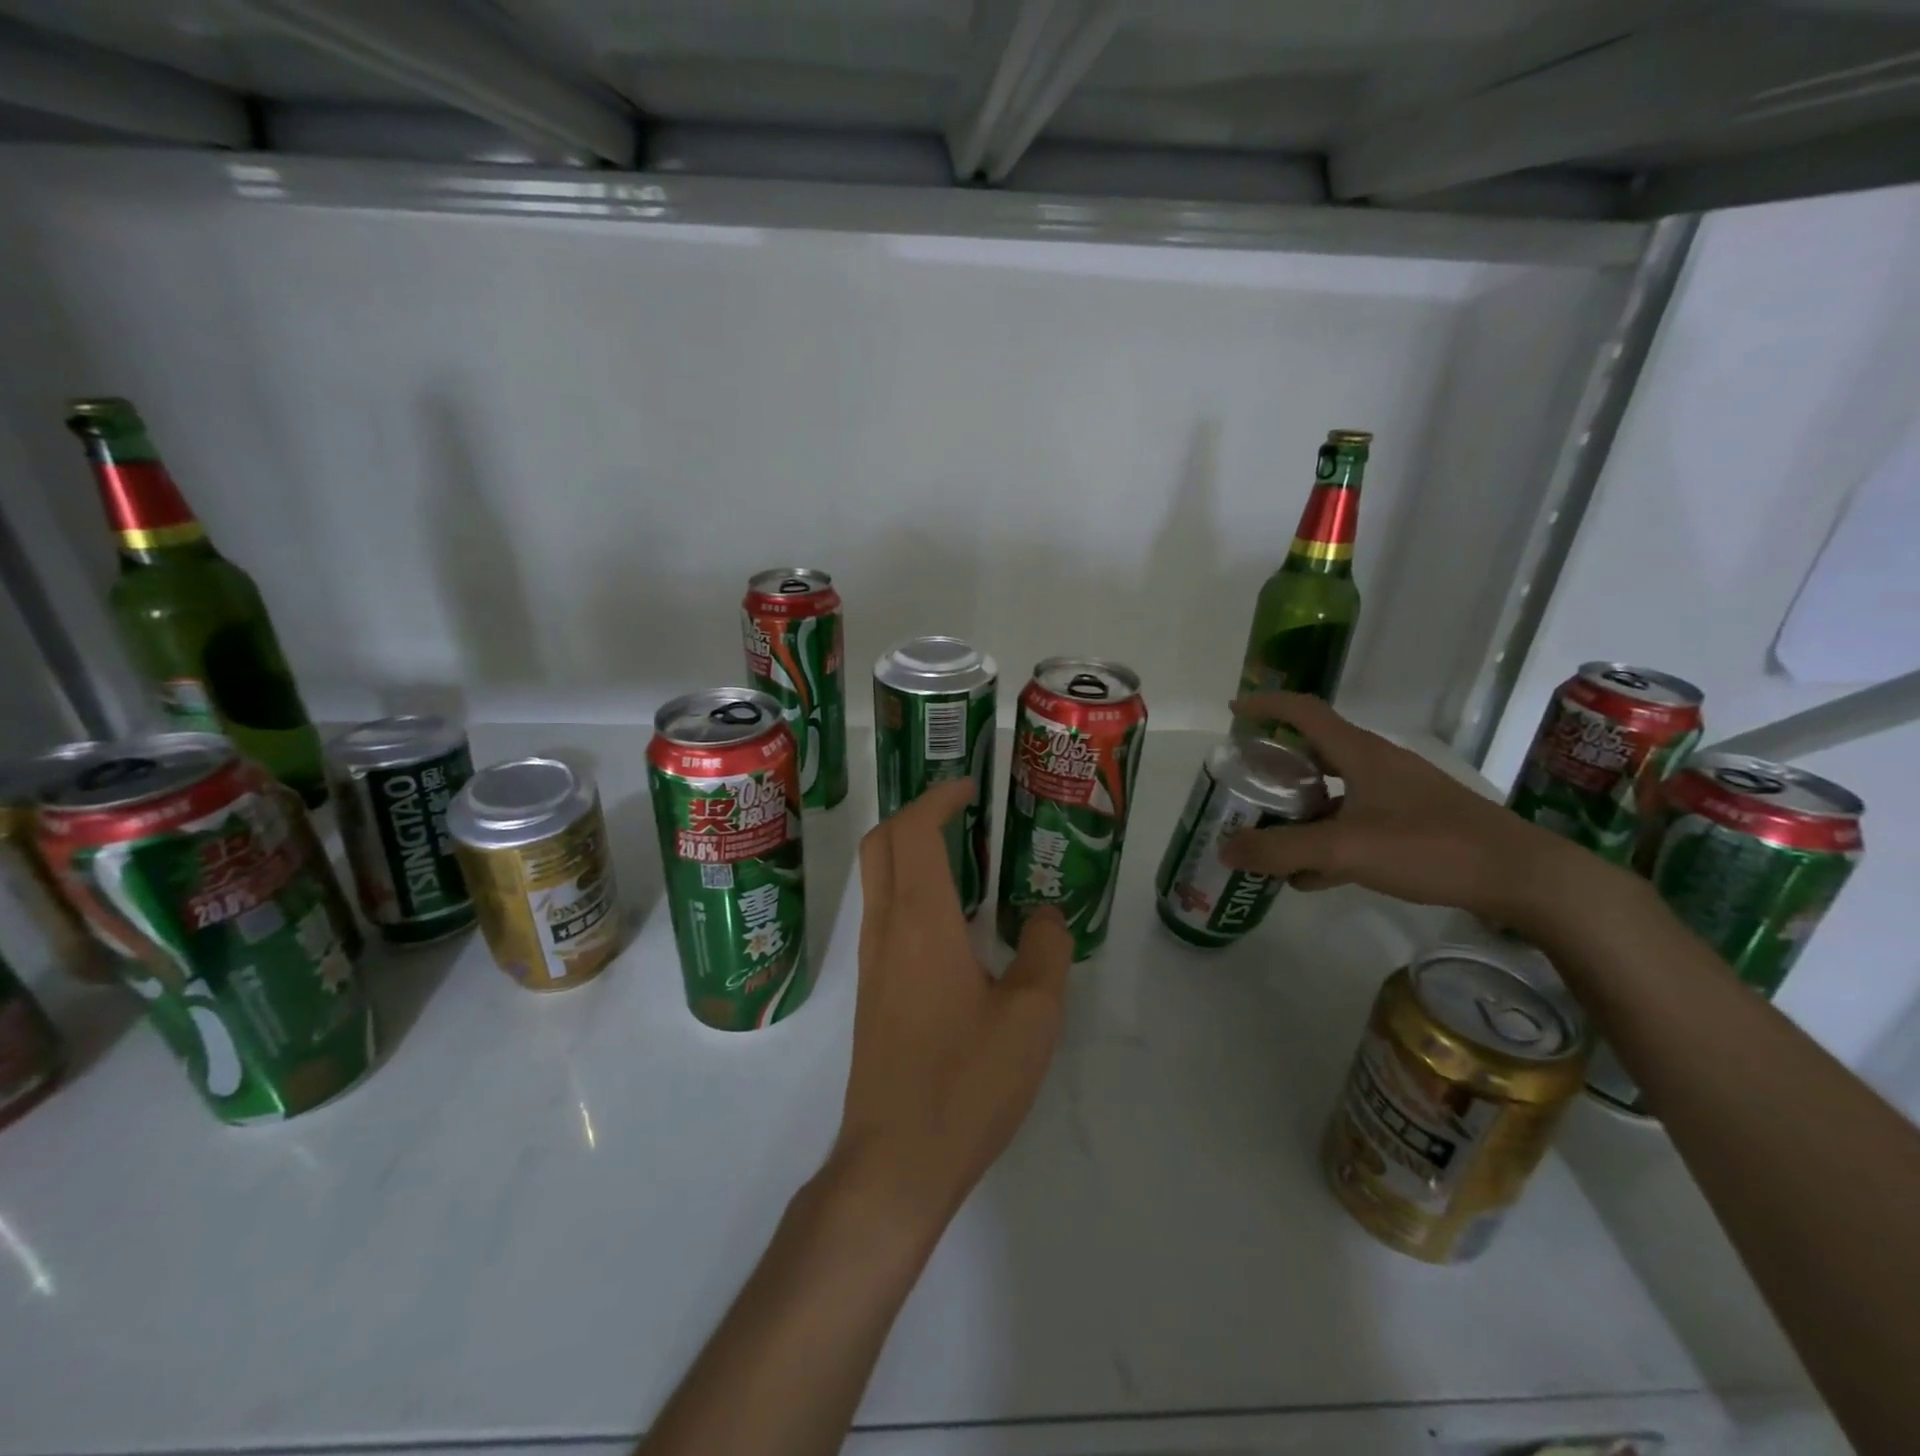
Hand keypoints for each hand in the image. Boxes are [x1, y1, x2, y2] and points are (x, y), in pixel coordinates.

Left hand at [829, 779, 1073, 1237]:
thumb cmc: (966, 1081)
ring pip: (879, 880)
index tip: (970, 787)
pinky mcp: (873, 992)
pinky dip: (912, 890)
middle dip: (916, 814)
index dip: (937, 798)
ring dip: (912, 852)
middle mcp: (886, 929)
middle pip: (882, 844)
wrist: (897, 1161)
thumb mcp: (1032, 1015)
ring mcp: (873, 962)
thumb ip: (1047, 951)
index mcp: (921, 920)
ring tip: (969, 859)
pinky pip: (886, 915)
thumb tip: (1048, 915)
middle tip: (964, 813)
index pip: (913, 831)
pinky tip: (956, 923)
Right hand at [1219, 691, 1599, 931]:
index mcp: (1360, 753)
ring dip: (1299, 808)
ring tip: (1268, 833)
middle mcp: (1377, 765)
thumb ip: (1282, 850)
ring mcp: (1397, 795)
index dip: (1266, 705)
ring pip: (1334, 790)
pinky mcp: (1412, 823)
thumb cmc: (1430, 846)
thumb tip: (1224, 850)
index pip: (1304, 711)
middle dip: (1276, 765)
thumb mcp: (1345, 849)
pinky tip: (1310, 874)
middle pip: (1315, 752)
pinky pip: (1354, 822)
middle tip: (1246, 783)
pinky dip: (1326, 839)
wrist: (1520, 876)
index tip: (1233, 712)